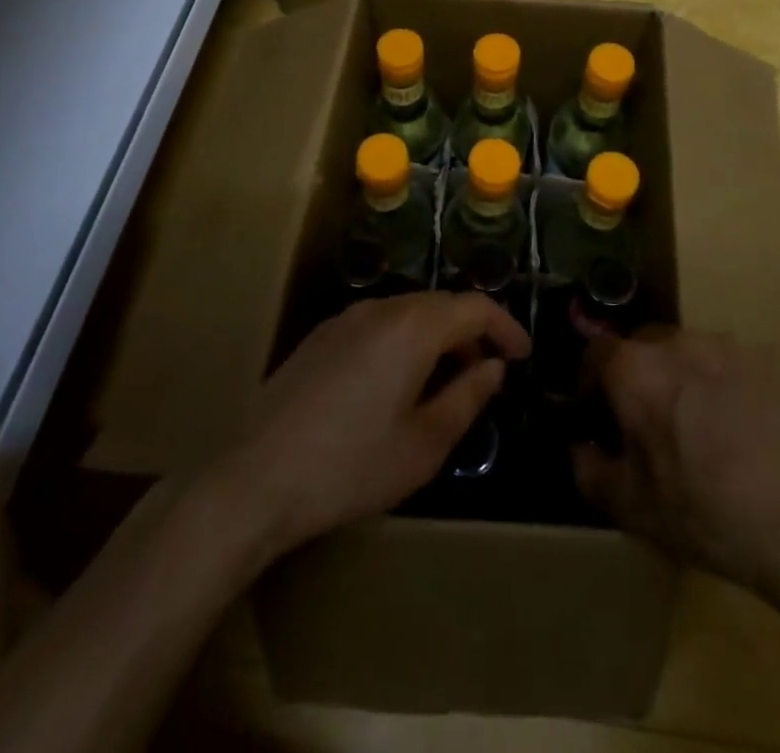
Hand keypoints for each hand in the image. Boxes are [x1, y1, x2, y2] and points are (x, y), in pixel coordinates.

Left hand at [221, 293, 529, 556]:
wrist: (256, 476)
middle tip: (489, 372)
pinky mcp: (322, 335)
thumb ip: (468, 396)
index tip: (522, 356)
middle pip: (441, 303)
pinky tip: (399, 381)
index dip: (505, 326)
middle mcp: (381, 308)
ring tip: (448, 380)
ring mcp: (346, 318)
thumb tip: (493, 366)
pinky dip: (405, 340)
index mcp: (413, 327)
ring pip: (409, 311)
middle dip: (473, 331)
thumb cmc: (351, 465)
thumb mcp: (425, 444)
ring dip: (438, 336)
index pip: (474, 306)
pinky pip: (379, 323)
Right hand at [574, 331, 779, 603]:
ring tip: (699, 425)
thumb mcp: (636, 510)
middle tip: (647, 422)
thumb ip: (590, 471)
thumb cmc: (711, 516)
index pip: (596, 352)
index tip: (596, 413)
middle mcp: (678, 342)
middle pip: (642, 347)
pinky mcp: (770, 360)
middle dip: (636, 377)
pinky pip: (729, 364)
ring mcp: (728, 346)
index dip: (589, 381)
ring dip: (681, 378)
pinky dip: (723, 385)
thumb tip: (578, 448)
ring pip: (688, 352)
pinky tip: (742, 428)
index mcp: (637, 370)